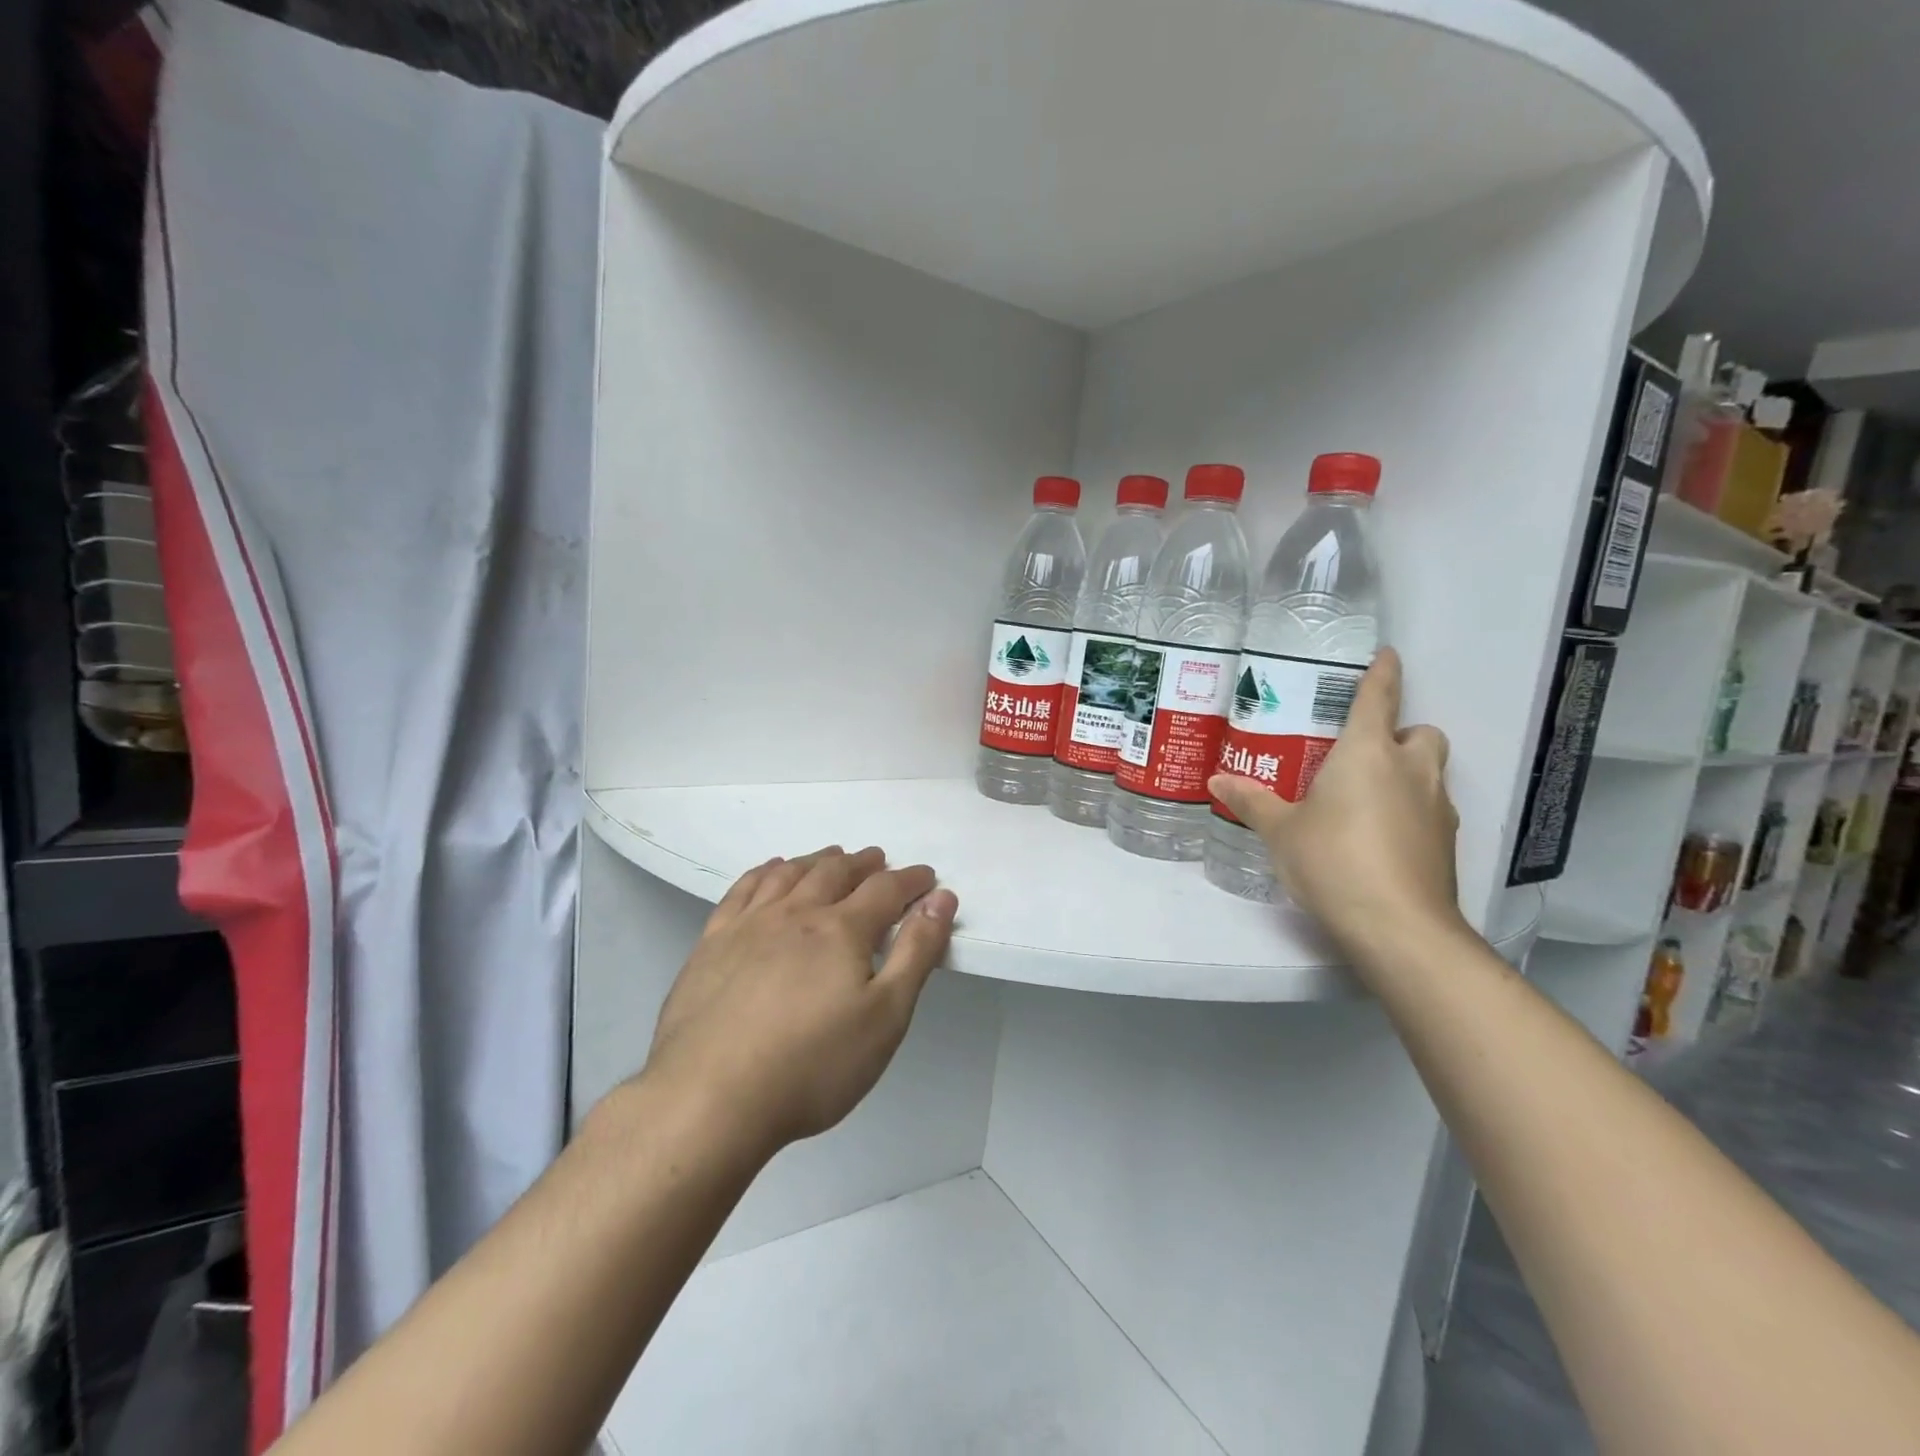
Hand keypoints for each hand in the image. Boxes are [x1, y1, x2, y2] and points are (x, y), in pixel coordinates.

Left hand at [642, 846, 957, 1155]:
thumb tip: (941, 899)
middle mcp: (796, 913)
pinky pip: (742, 889)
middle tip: (877, 860)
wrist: (709, 1098)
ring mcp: (749, 924)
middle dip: (863, 863)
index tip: (926, 877)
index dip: (911, 880)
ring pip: (789, 874)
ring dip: (816, 860)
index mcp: (841, 929)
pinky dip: (763, 872)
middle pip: (835, 872)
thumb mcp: (886, 1016)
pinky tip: (770, 872)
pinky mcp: (712, 943)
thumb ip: (917, 952)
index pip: (885, 889)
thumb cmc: (812, 1065)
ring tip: (831, 857)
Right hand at [1209, 648, 1465, 963]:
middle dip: (1399, 733)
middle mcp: (1410, 769)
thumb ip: (1251, 801)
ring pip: (1429, 771)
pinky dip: (1411, 810)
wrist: (1397, 925)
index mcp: (1367, 752)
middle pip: (1420, 731)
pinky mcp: (1446, 842)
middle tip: (1361, 753)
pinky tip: (1379, 836)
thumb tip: (1216, 780)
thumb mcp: (1280, 830)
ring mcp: (1436, 806)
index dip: (1382, 671)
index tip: (1386, 654)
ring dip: (1406, 772)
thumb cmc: (1332, 859)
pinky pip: (1430, 808)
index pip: (1379, 696)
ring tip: (1365, 797)